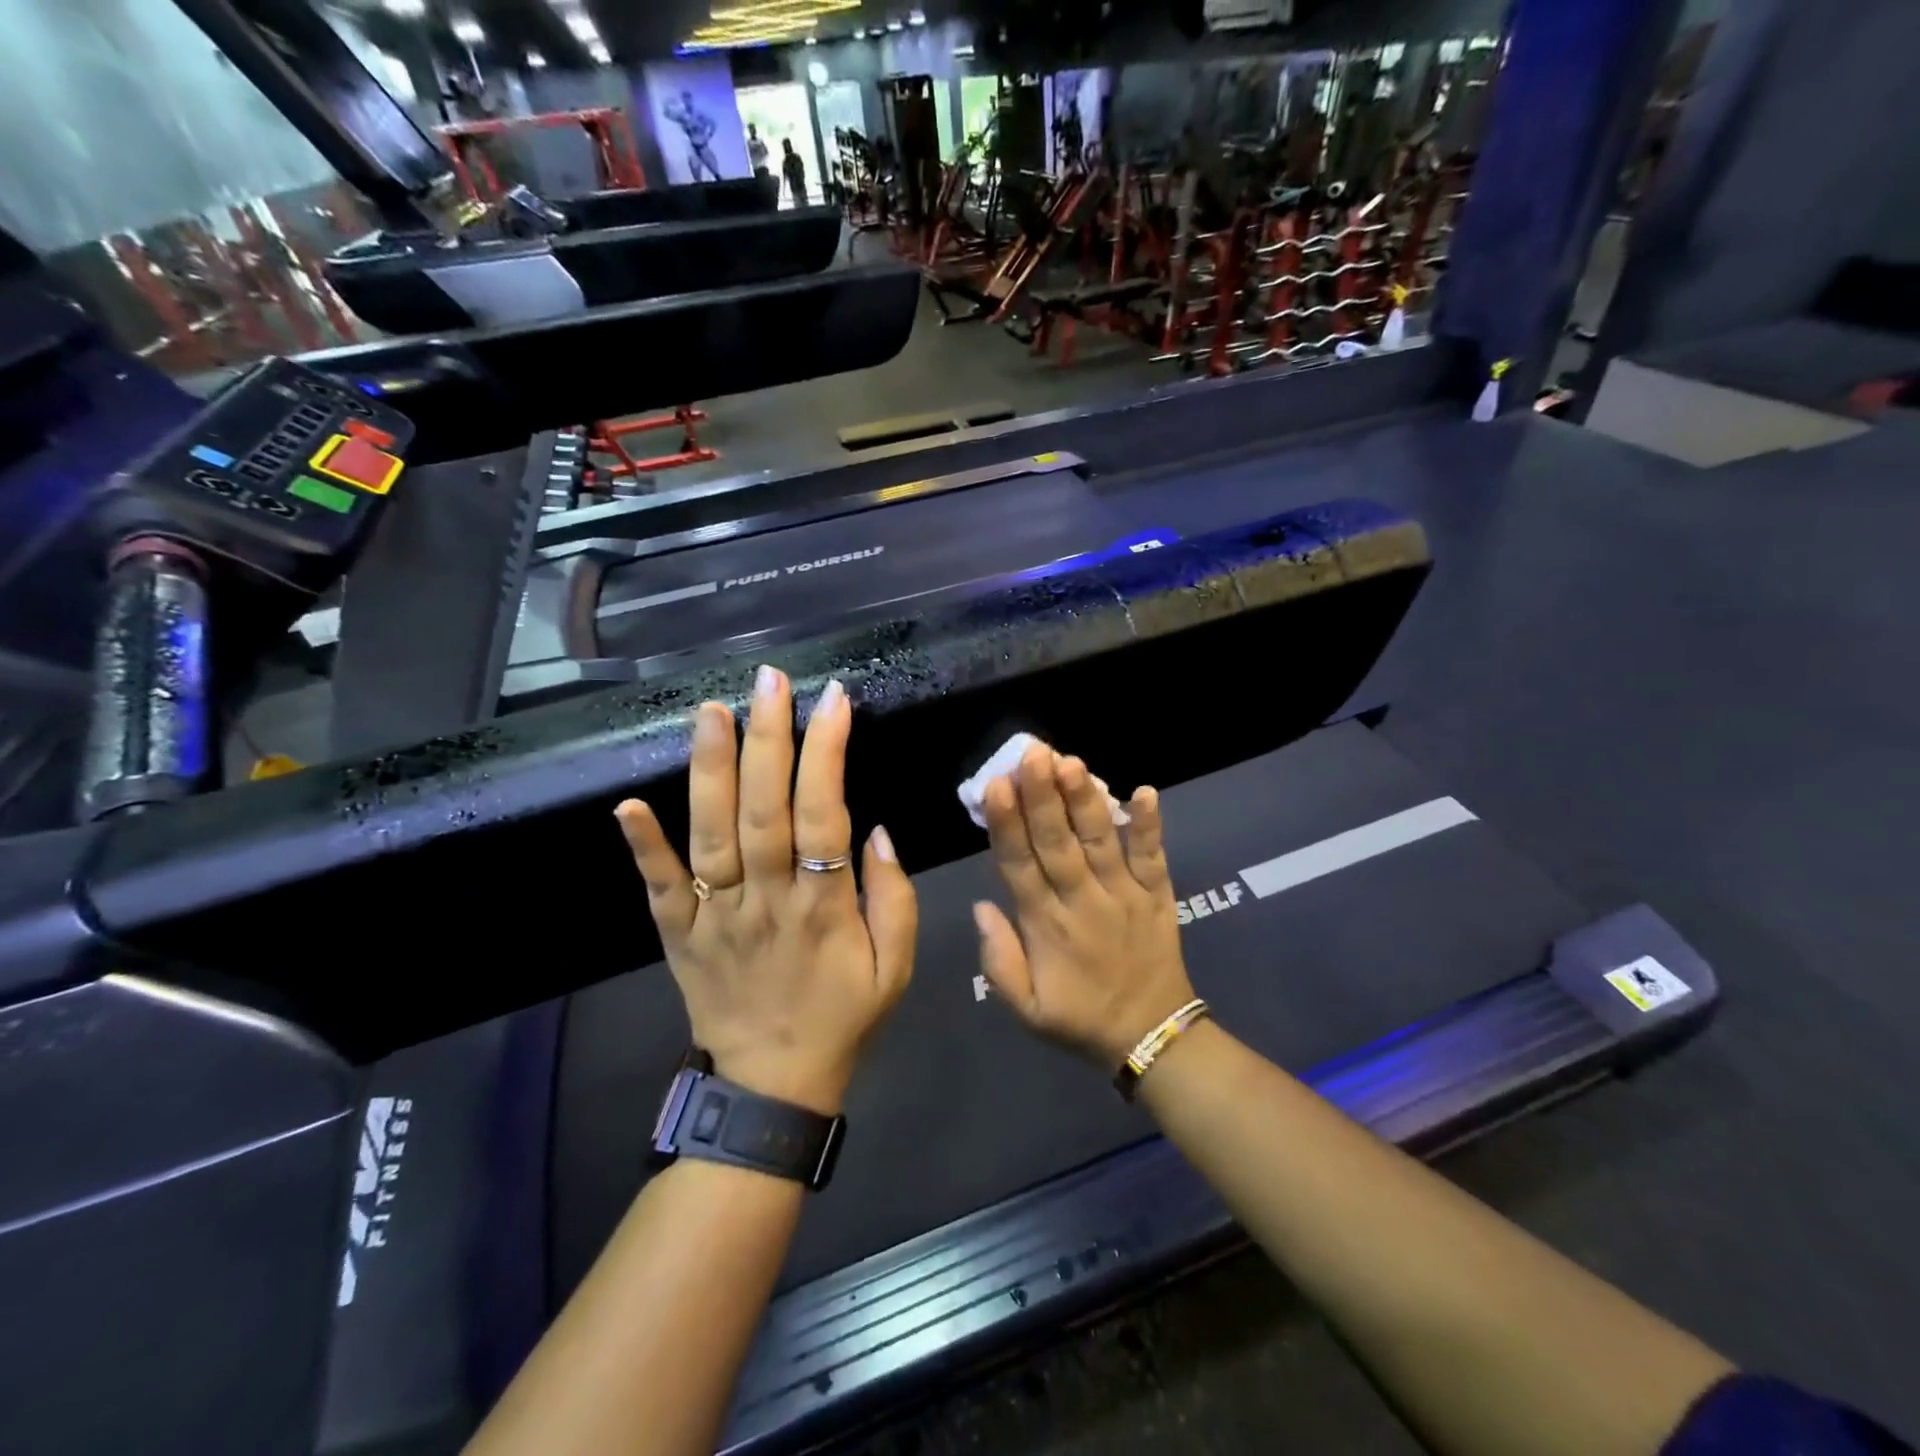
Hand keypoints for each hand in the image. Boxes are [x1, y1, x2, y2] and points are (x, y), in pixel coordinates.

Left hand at [614, 666, 917, 1114]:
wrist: (772, 1087)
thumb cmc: (842, 1017)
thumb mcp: (897, 968)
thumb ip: (894, 898)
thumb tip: (880, 831)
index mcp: (823, 908)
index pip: (825, 814)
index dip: (827, 752)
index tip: (833, 699)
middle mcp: (765, 901)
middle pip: (764, 810)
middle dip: (768, 739)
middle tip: (769, 680)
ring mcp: (716, 918)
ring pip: (711, 836)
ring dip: (709, 771)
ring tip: (711, 710)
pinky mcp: (679, 935)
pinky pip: (659, 889)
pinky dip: (643, 848)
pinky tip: (628, 804)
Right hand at [974, 741, 1196, 1068]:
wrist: (1151, 1037)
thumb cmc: (1080, 1018)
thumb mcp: (1026, 1009)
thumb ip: (999, 960)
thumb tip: (981, 906)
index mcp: (1045, 926)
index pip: (1019, 865)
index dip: (1007, 824)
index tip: (995, 786)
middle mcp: (1083, 902)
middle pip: (1058, 843)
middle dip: (1043, 796)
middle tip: (1031, 753)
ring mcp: (1124, 895)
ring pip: (1101, 841)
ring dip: (1086, 801)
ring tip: (1071, 762)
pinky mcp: (1158, 895)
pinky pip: (1153, 856)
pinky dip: (1150, 825)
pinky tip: (1145, 790)